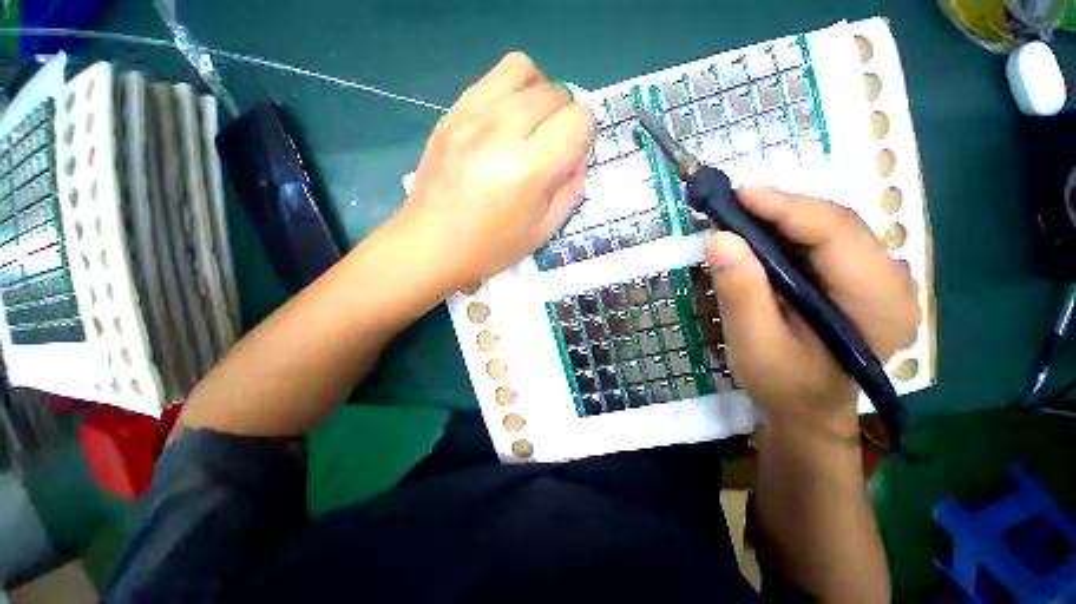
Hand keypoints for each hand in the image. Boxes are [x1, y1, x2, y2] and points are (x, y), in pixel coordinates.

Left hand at [401, 52, 594, 290]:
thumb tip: (577, 156)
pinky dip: (511, 92)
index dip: (585, 135)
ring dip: (540, 94)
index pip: (578, 120)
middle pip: (555, 92)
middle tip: (552, 146)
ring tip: (531, 125)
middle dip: (565, 117)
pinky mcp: (450, 113)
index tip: (572, 155)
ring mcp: (470, 117)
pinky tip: (504, 123)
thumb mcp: (542, 231)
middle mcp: (500, 133)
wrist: (431, 245)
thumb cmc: (490, 248)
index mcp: (527, 171)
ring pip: (524, 69)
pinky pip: (493, 78)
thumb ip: (570, 190)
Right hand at [707, 187, 918, 427]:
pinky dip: (787, 233)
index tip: (738, 194)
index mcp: (878, 303)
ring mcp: (879, 278)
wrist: (808, 410)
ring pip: (829, 228)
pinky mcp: (859, 278)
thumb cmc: (784, 385)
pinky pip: (824, 241)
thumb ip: (741, 293)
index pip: (836, 233)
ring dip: (782, 219)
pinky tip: (759, 238)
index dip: (785, 207)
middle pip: (836, 224)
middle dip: (781, 209)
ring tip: (739, 219)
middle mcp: (891, 281)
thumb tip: (720, 238)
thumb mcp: (754, 345)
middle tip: (730, 207)